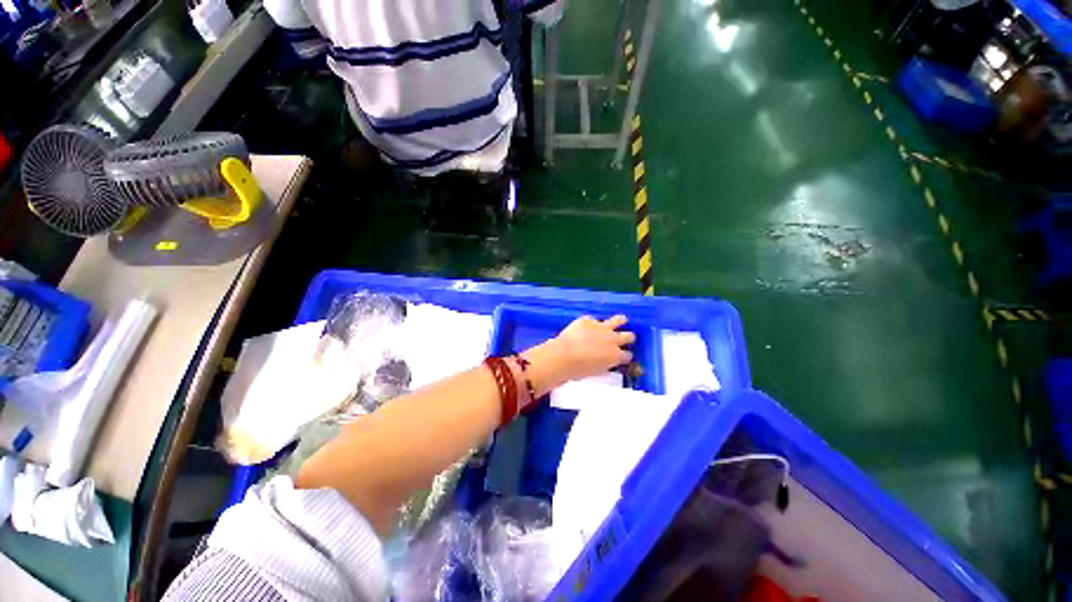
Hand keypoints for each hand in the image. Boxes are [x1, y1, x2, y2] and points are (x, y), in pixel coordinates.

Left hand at [543, 315, 634, 385]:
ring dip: (620, 321)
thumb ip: (604, 364)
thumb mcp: (596, 371)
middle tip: (625, 338)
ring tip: (621, 321)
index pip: (628, 355)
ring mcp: (601, 327)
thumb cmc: (578, 370)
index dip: (625, 356)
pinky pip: (593, 319)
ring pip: (618, 320)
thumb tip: (603, 361)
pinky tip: (586, 325)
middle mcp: (612, 340)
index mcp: (615, 356)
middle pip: (629, 336)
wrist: (564, 355)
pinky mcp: (588, 320)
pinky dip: (590, 323)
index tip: (623, 356)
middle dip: (628, 338)